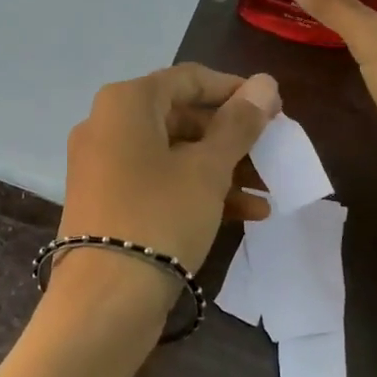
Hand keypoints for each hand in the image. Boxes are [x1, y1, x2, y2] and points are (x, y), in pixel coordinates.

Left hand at [57, 64, 281, 305]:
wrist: (105, 297)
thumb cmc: (161, 216)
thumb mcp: (208, 169)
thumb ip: (239, 124)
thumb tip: (265, 83)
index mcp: (126, 102)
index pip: (189, 79)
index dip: (234, 91)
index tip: (273, 109)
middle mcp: (107, 124)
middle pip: (181, 116)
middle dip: (231, 137)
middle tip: (272, 154)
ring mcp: (103, 164)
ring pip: (173, 153)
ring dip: (221, 169)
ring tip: (266, 190)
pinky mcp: (107, 199)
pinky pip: (158, 181)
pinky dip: (196, 190)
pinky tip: (245, 213)